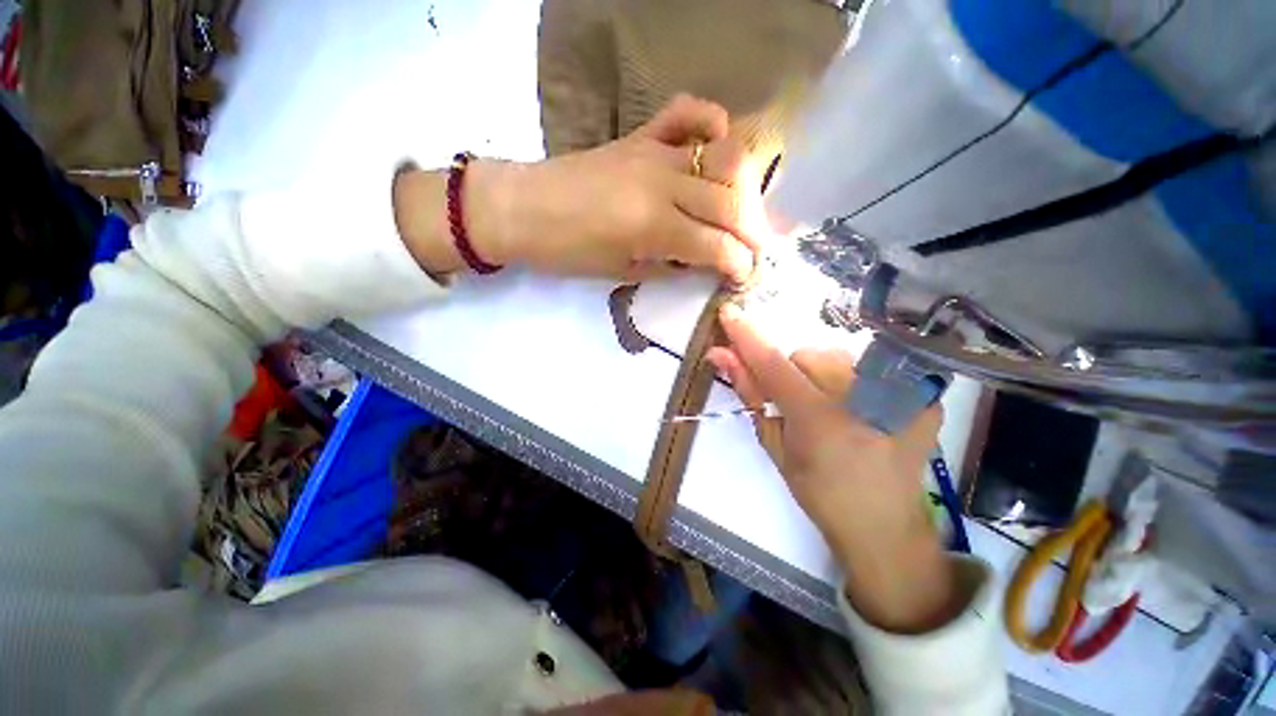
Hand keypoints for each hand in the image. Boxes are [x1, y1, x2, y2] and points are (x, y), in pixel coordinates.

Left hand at [469, 95, 767, 282]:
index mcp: (654, 226)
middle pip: (730, 203)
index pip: (716, 244)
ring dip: (745, 190)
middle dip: (752, 232)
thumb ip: (669, 266)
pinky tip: (716, 145)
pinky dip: (711, 122)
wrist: (523, 209)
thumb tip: (702, 263)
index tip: (745, 275)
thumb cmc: (569, 252)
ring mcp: (654, 151)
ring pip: (724, 160)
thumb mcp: (622, 272)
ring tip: (741, 213)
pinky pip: (687, 112)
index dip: (738, 263)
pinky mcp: (641, 133)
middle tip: (754, 250)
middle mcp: (663, 183)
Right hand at [707, 303, 961, 632]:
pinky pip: (869, 366)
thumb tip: (721, 356)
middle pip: (809, 355)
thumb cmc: (820, 493)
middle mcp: (865, 399)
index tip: (729, 313)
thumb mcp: (776, 447)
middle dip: (793, 373)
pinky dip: (852, 381)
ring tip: (831, 409)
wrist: (885, 526)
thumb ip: (751, 395)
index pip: (774, 364)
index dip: (748, 337)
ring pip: (838, 357)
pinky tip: (860, 409)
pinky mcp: (924, 396)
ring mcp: (903, 395)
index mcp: (821, 421)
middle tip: (797, 405)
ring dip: (821, 375)